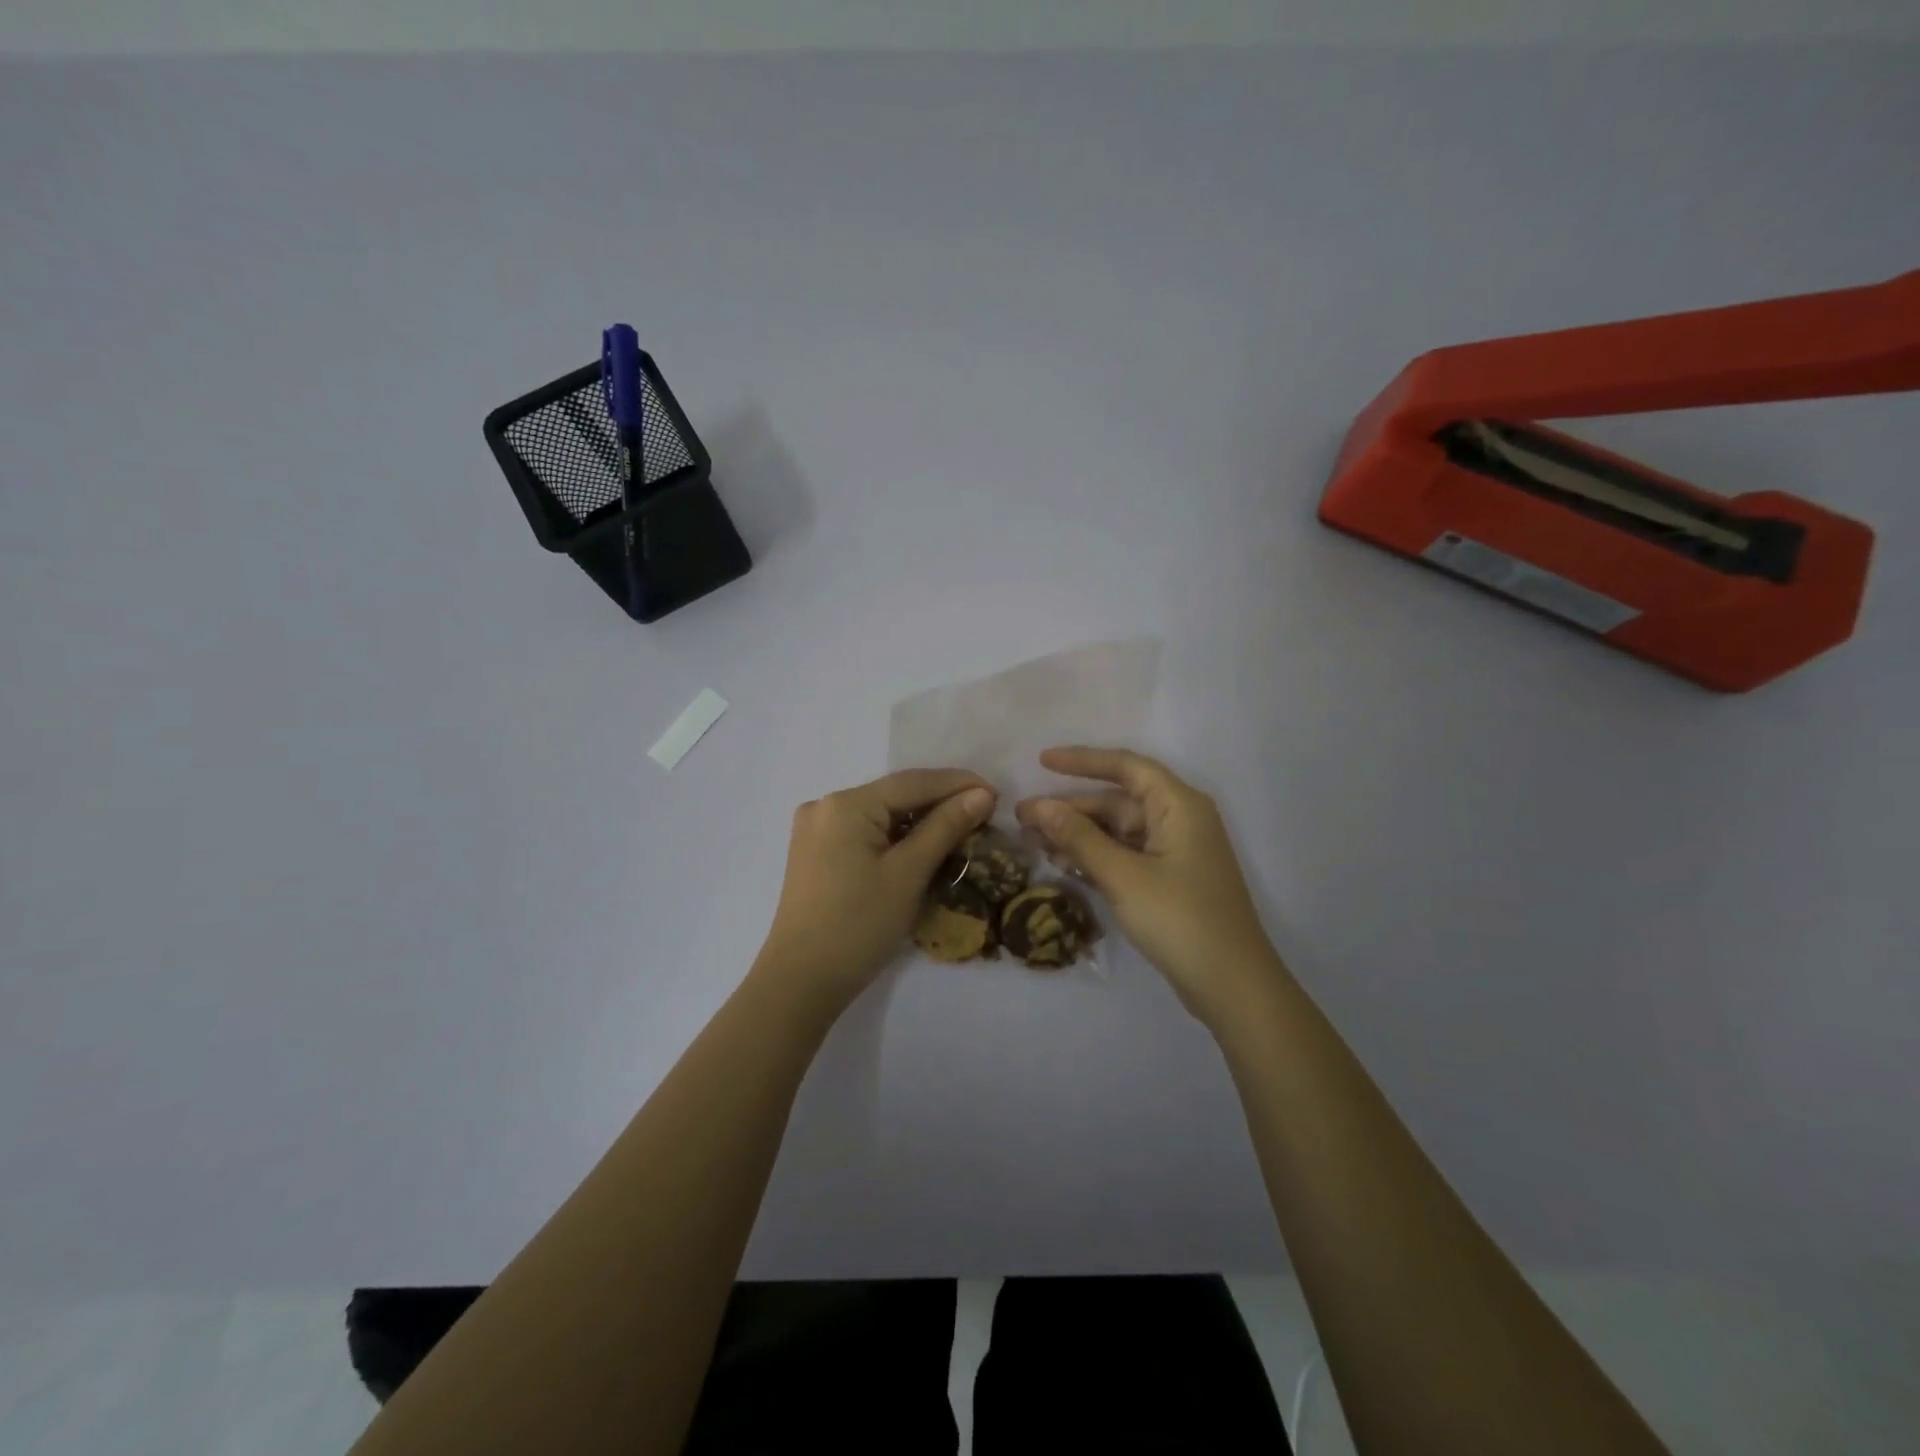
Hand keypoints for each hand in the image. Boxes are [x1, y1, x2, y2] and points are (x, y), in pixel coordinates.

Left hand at [755, 769, 996, 1016]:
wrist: (800, 982)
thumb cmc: (858, 925)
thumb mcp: (908, 873)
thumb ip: (945, 827)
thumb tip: (981, 794)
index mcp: (845, 804)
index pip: (912, 782)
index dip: (957, 784)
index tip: (997, 794)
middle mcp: (825, 806)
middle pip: (895, 796)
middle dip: (940, 803)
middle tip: (984, 814)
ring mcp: (816, 831)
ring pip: (881, 815)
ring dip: (920, 822)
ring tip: (961, 830)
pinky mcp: (816, 854)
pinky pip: (865, 833)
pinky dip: (896, 838)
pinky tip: (922, 848)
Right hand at [1016, 747, 1282, 1022]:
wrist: (1232, 986)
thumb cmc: (1180, 920)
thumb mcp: (1123, 876)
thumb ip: (1079, 838)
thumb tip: (1039, 806)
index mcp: (1178, 805)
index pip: (1126, 766)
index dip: (1082, 761)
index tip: (1041, 761)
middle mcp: (1179, 819)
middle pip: (1117, 801)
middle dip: (1070, 808)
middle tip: (1022, 818)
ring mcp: (1175, 852)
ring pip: (1118, 830)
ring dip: (1078, 835)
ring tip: (1033, 842)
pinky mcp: (1169, 879)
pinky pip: (1125, 855)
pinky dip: (1096, 857)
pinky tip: (1062, 864)